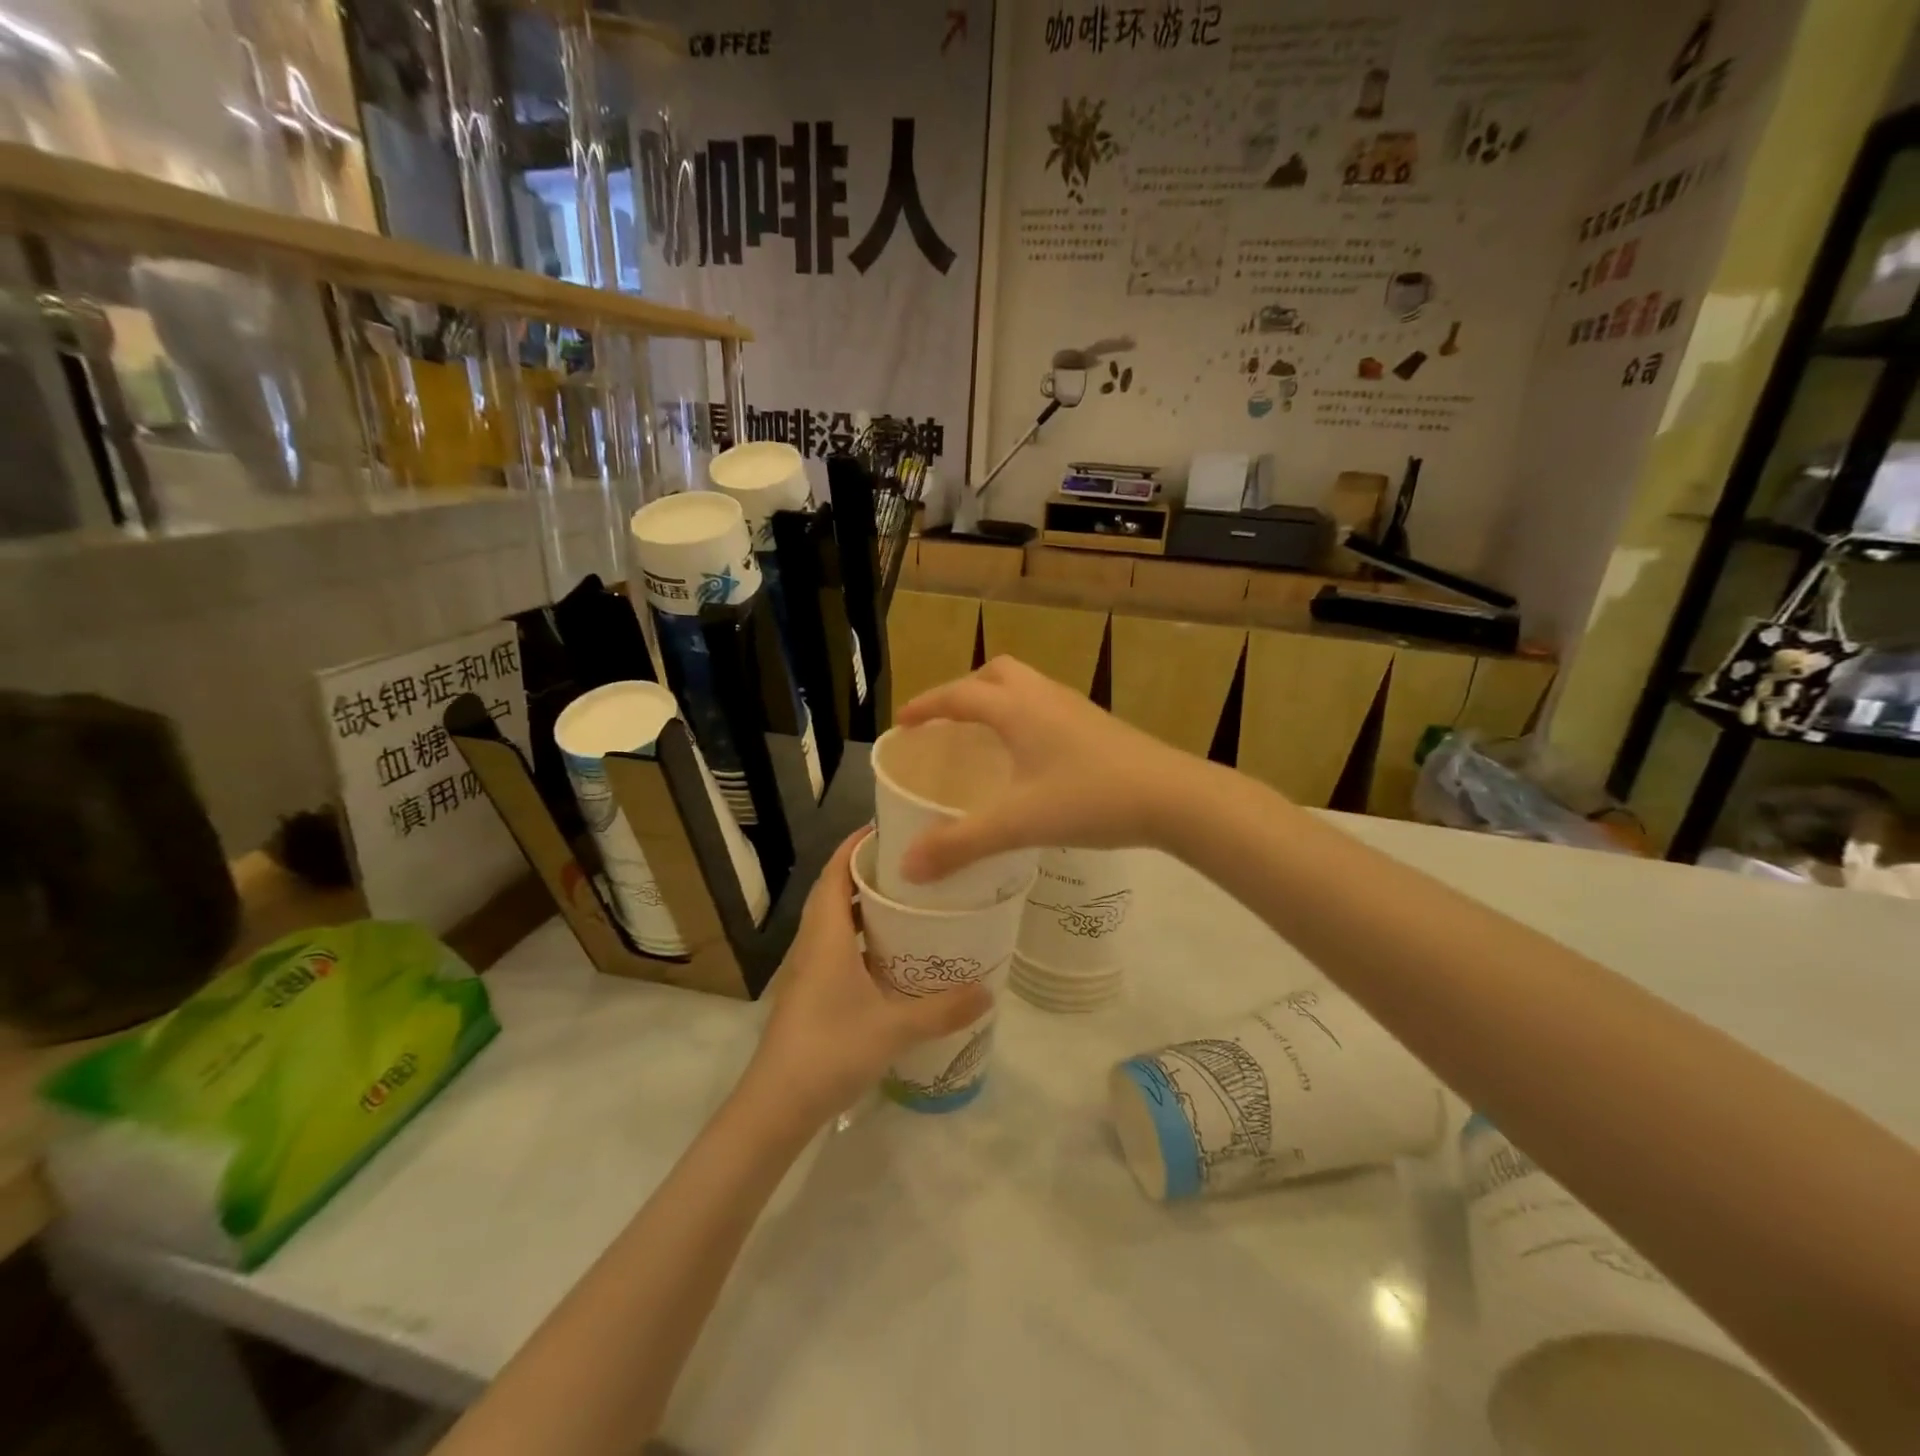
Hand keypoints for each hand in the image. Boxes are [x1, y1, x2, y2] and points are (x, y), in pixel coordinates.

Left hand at [748, 831, 990, 1122]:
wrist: (776, 1106)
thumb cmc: (830, 1051)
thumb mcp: (893, 1028)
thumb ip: (942, 1009)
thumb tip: (989, 990)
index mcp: (826, 936)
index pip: (836, 872)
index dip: (857, 846)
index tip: (891, 827)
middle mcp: (813, 943)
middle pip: (835, 890)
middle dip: (867, 870)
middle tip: (912, 863)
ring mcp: (807, 969)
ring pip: (833, 920)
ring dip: (863, 904)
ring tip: (908, 900)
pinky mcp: (809, 992)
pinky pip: (835, 946)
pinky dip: (860, 935)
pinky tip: (890, 954)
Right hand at [896, 657, 1199, 881]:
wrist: (1173, 797)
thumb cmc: (1090, 799)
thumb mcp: (1018, 824)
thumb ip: (960, 844)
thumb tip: (907, 867)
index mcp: (1017, 709)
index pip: (959, 695)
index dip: (926, 705)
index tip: (903, 722)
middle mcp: (1043, 696)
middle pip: (996, 674)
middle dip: (964, 690)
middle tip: (947, 722)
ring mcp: (1075, 708)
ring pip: (1026, 686)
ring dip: (998, 699)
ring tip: (984, 736)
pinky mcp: (1098, 725)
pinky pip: (1047, 705)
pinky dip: (1025, 716)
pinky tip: (1030, 756)